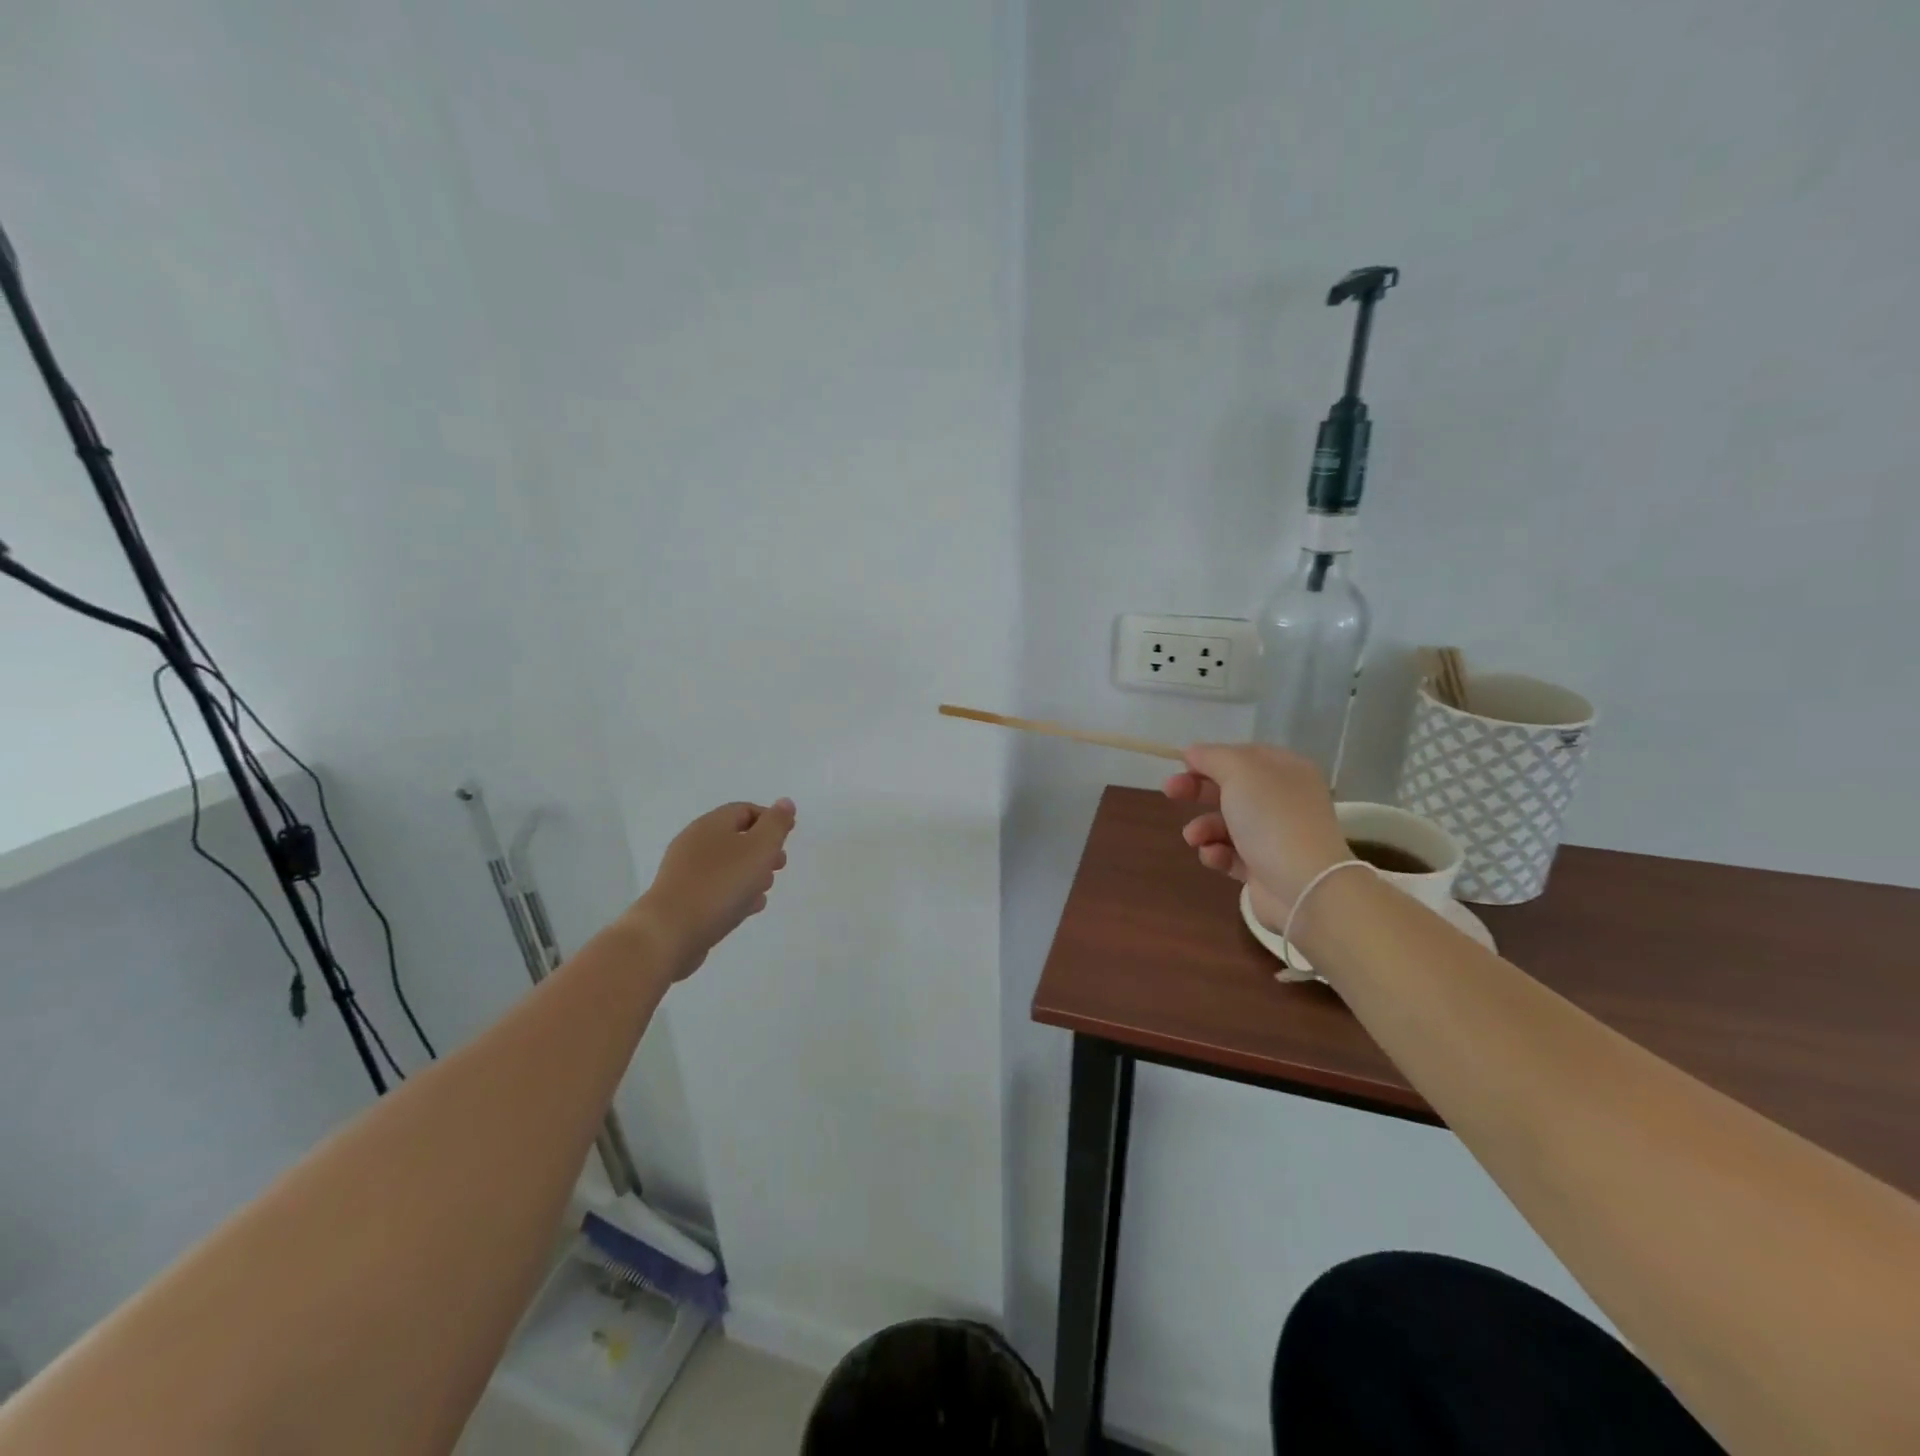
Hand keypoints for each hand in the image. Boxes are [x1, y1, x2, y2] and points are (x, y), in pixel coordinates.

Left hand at [629, 799, 795, 976]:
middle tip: (780, 865)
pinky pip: (715, 889)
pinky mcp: (683, 900)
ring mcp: (685, 872)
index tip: (789, 837)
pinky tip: (747, 909)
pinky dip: (734, 894)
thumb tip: (785, 803)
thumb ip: (776, 824)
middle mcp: (695, 843)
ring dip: (751, 874)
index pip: (745, 810)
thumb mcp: (759, 848)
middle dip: (763, 851)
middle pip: (737, 838)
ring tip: (764, 891)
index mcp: (711, 824)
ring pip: (727, 866)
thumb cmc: (721, 884)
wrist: (671, 932)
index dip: (771, 819)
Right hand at [1164, 745, 1347, 927]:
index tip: (1182, 765)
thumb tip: (1192, 752)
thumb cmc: (1272, 818)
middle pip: (1231, 788)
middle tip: (1170, 792)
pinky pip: (1231, 854)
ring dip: (1203, 827)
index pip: (1243, 755)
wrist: (1303, 885)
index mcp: (1286, 770)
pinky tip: (1214, 856)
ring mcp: (1275, 835)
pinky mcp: (1264, 866)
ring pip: (1226, 823)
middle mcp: (1283, 799)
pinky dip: (1217, 853)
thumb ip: (1212, 757)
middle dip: (1198, 790)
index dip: (1211, 758)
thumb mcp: (1239, 772)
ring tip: (1194, 837)